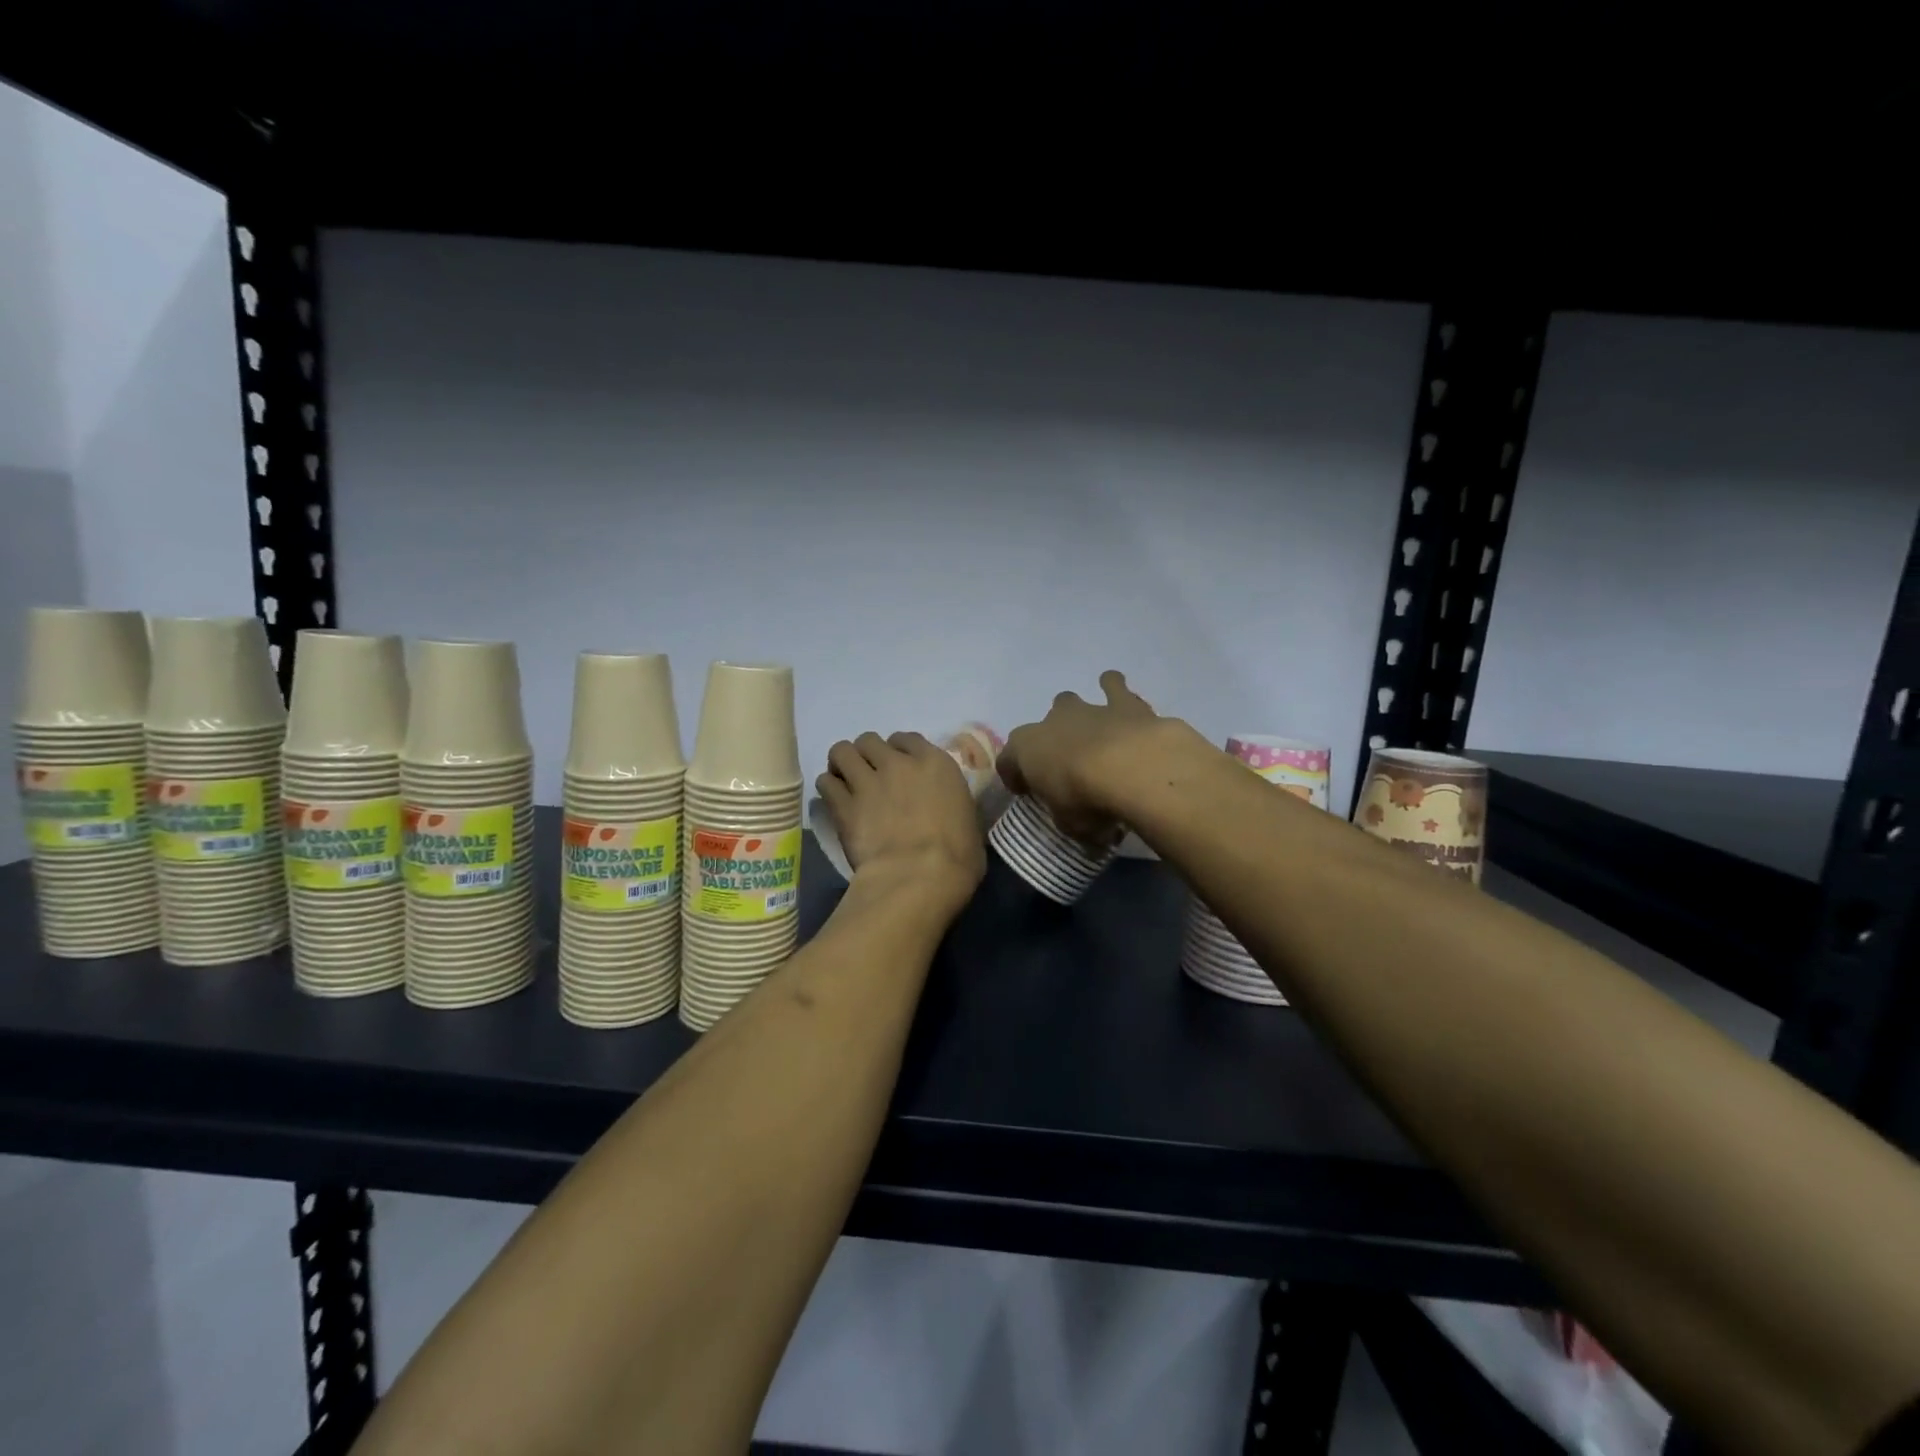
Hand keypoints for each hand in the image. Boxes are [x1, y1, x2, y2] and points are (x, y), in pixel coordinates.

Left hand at [816, 732, 985, 908]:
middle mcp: (897, 764)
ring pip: (841, 751)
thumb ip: (951, 802)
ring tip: (845, 779)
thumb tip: (947, 811)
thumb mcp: (968, 819)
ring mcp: (867, 782)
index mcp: (935, 763)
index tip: (898, 767)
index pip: (906, 739)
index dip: (898, 751)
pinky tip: (833, 800)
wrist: (919, 877)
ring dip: (842, 763)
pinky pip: (825, 783)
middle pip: (869, 740)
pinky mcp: (843, 806)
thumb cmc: (958, 856)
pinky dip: (828, 788)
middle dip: (867, 754)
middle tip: (869, 774)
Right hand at [998, 671, 1188, 845]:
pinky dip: (1116, 690)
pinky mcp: (1122, 702)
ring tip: (1092, 727)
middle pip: (1042, 725)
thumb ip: (1072, 820)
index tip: (1024, 792)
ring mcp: (1087, 709)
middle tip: (1066, 762)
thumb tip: (1086, 831)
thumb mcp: (1071, 825)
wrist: (1131, 766)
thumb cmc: (1086, 799)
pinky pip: (1114, 686)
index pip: (1008, 761)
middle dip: (1051, 740)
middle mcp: (1051, 723)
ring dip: (1079, 713)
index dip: (1014, 776)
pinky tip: (1124, 696)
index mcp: (1026, 750)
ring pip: (1071, 700)